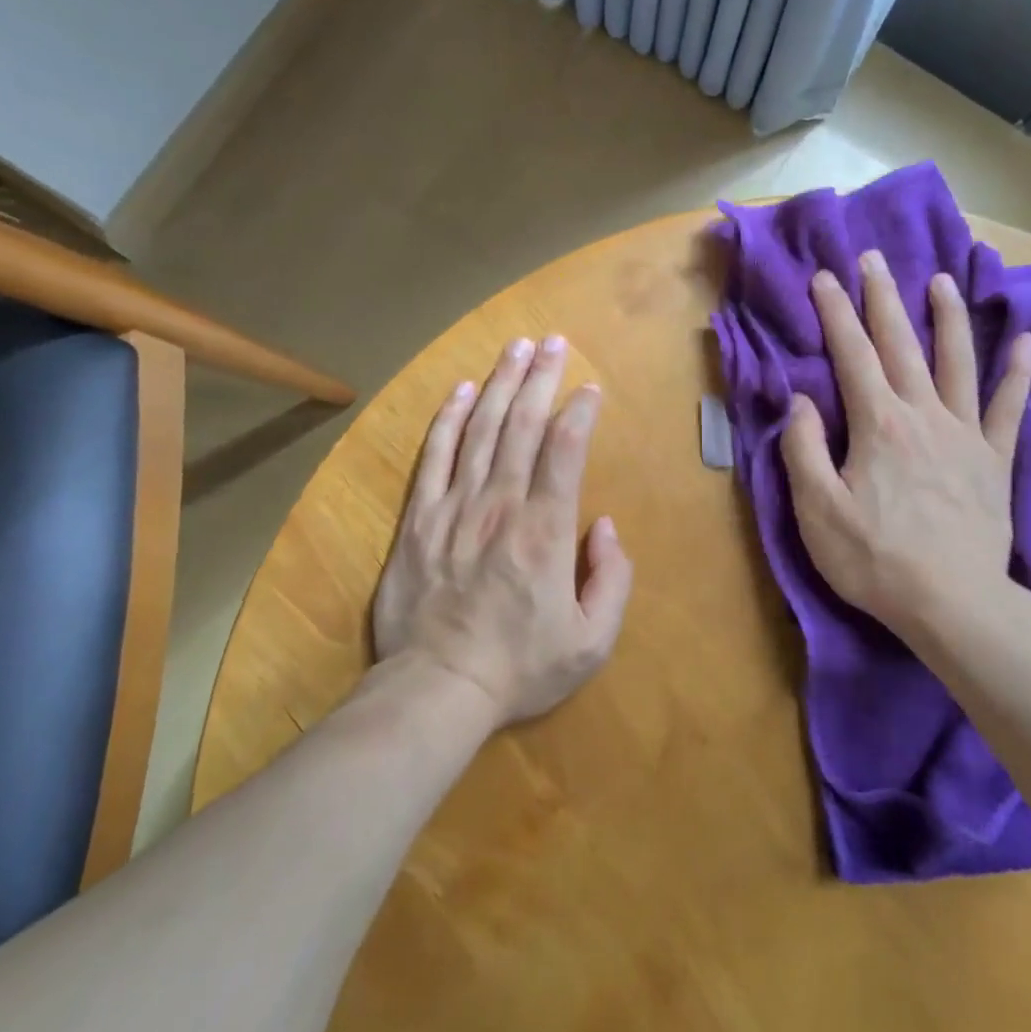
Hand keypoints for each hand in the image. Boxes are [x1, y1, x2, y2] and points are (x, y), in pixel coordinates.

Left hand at [371, 335, 633, 727]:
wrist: (437, 690)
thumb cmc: (520, 668)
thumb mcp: (591, 641)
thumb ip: (611, 578)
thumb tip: (604, 525)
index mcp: (546, 531)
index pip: (565, 451)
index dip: (579, 411)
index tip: (590, 388)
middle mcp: (501, 505)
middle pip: (523, 426)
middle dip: (540, 378)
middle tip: (551, 341)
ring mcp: (454, 508)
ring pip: (480, 431)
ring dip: (500, 384)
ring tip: (514, 348)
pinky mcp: (419, 520)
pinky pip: (434, 458)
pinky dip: (448, 420)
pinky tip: (462, 391)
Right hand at [781, 250, 1030, 648]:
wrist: (952, 604)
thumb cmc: (875, 559)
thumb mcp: (816, 510)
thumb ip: (803, 449)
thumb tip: (799, 399)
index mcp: (878, 425)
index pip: (852, 354)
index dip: (836, 313)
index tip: (825, 277)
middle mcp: (923, 414)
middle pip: (901, 344)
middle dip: (883, 298)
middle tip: (874, 259)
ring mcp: (965, 434)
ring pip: (957, 362)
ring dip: (947, 318)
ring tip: (940, 281)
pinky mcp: (994, 459)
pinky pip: (1009, 407)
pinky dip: (1018, 372)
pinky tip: (1025, 341)